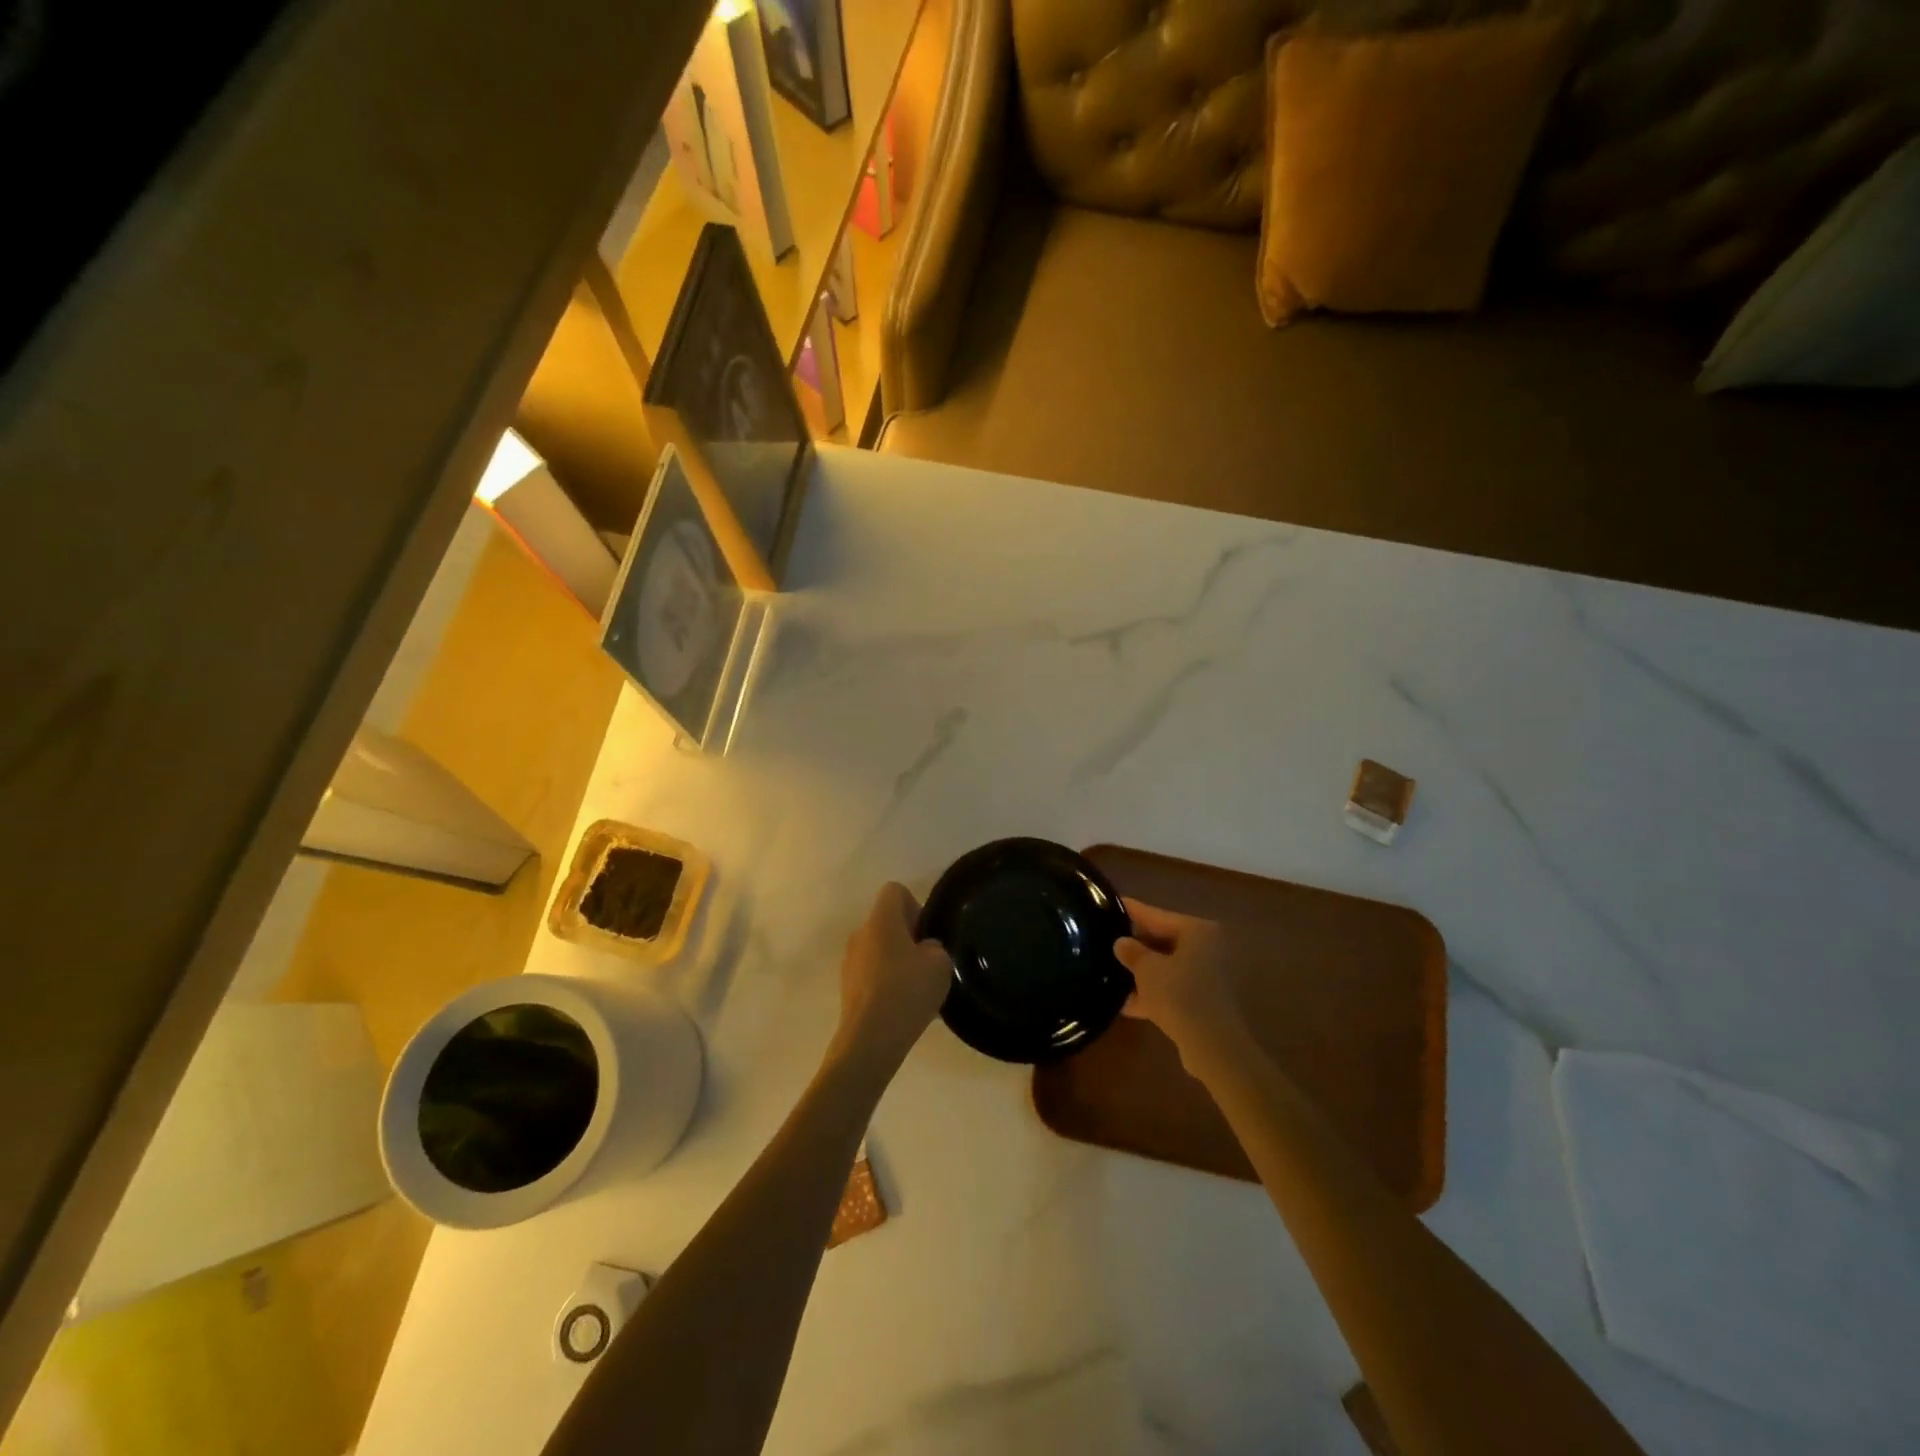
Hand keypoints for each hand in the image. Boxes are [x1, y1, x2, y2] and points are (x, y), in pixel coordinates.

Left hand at [833, 883, 952, 1069]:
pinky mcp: (847, 986)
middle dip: (908, 936)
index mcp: (881, 920)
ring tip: (916, 988)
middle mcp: (860, 934)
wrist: (870, 1040)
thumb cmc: (907, 992)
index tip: (926, 934)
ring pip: (878, 948)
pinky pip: (871, 972)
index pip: (895, 890)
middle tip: (927, 963)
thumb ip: (935, 948)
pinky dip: (886, 980)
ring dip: (896, 960)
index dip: (915, 905)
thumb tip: (923, 950)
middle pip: (886, 921)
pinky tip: (901, 1005)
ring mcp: (849, 961)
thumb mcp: (940, 965)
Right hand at [1115, 900, 1245, 1068]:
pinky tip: (1125, 1003)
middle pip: (1162, 940)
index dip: (1131, 911)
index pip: (1155, 915)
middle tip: (1104, 941)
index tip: (1109, 904)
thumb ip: (1132, 952)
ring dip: (1141, 972)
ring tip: (1109, 972)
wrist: (1213, 1046)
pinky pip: (1171, 988)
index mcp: (1197, 931)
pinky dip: (1152, 993)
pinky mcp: (1202, 1000)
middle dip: (1134, 946)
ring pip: (1165, 966)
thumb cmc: (1179, 995)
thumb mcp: (1147, 969)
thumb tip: (1121, 943)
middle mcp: (1206, 947)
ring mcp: (1206, 975)